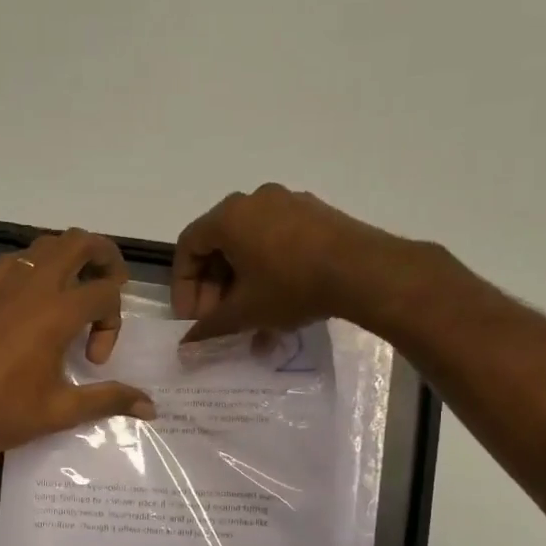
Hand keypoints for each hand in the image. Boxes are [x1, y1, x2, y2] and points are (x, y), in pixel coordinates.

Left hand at [0, 228, 154, 466]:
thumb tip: (151, 407)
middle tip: (109, 287)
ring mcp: (2, 283)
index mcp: (56, 312)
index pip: (105, 292)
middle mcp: (32, 285)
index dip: (113, 323)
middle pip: (80, 242)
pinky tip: (34, 304)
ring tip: (74, 294)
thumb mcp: (62, 410)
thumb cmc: (3, 413)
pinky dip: (37, 268)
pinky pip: (17, 260)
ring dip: (70, 259)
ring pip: (47, 245)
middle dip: (105, 258)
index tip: (95, 360)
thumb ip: (109, 400)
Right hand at [171, 184, 406, 340]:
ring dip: (242, 286)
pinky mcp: (315, 215)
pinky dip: (268, 273)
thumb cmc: (291, 286)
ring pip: (250, 247)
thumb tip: (186, 344)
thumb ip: (210, 327)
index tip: (192, 318)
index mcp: (229, 216)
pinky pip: (278, 243)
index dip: (183, 286)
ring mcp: (288, 203)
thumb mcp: (245, 312)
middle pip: (219, 245)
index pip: (188, 246)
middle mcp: (255, 200)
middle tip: (219, 321)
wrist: (362, 271)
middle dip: (214, 289)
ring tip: (249, 323)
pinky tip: (278, 308)